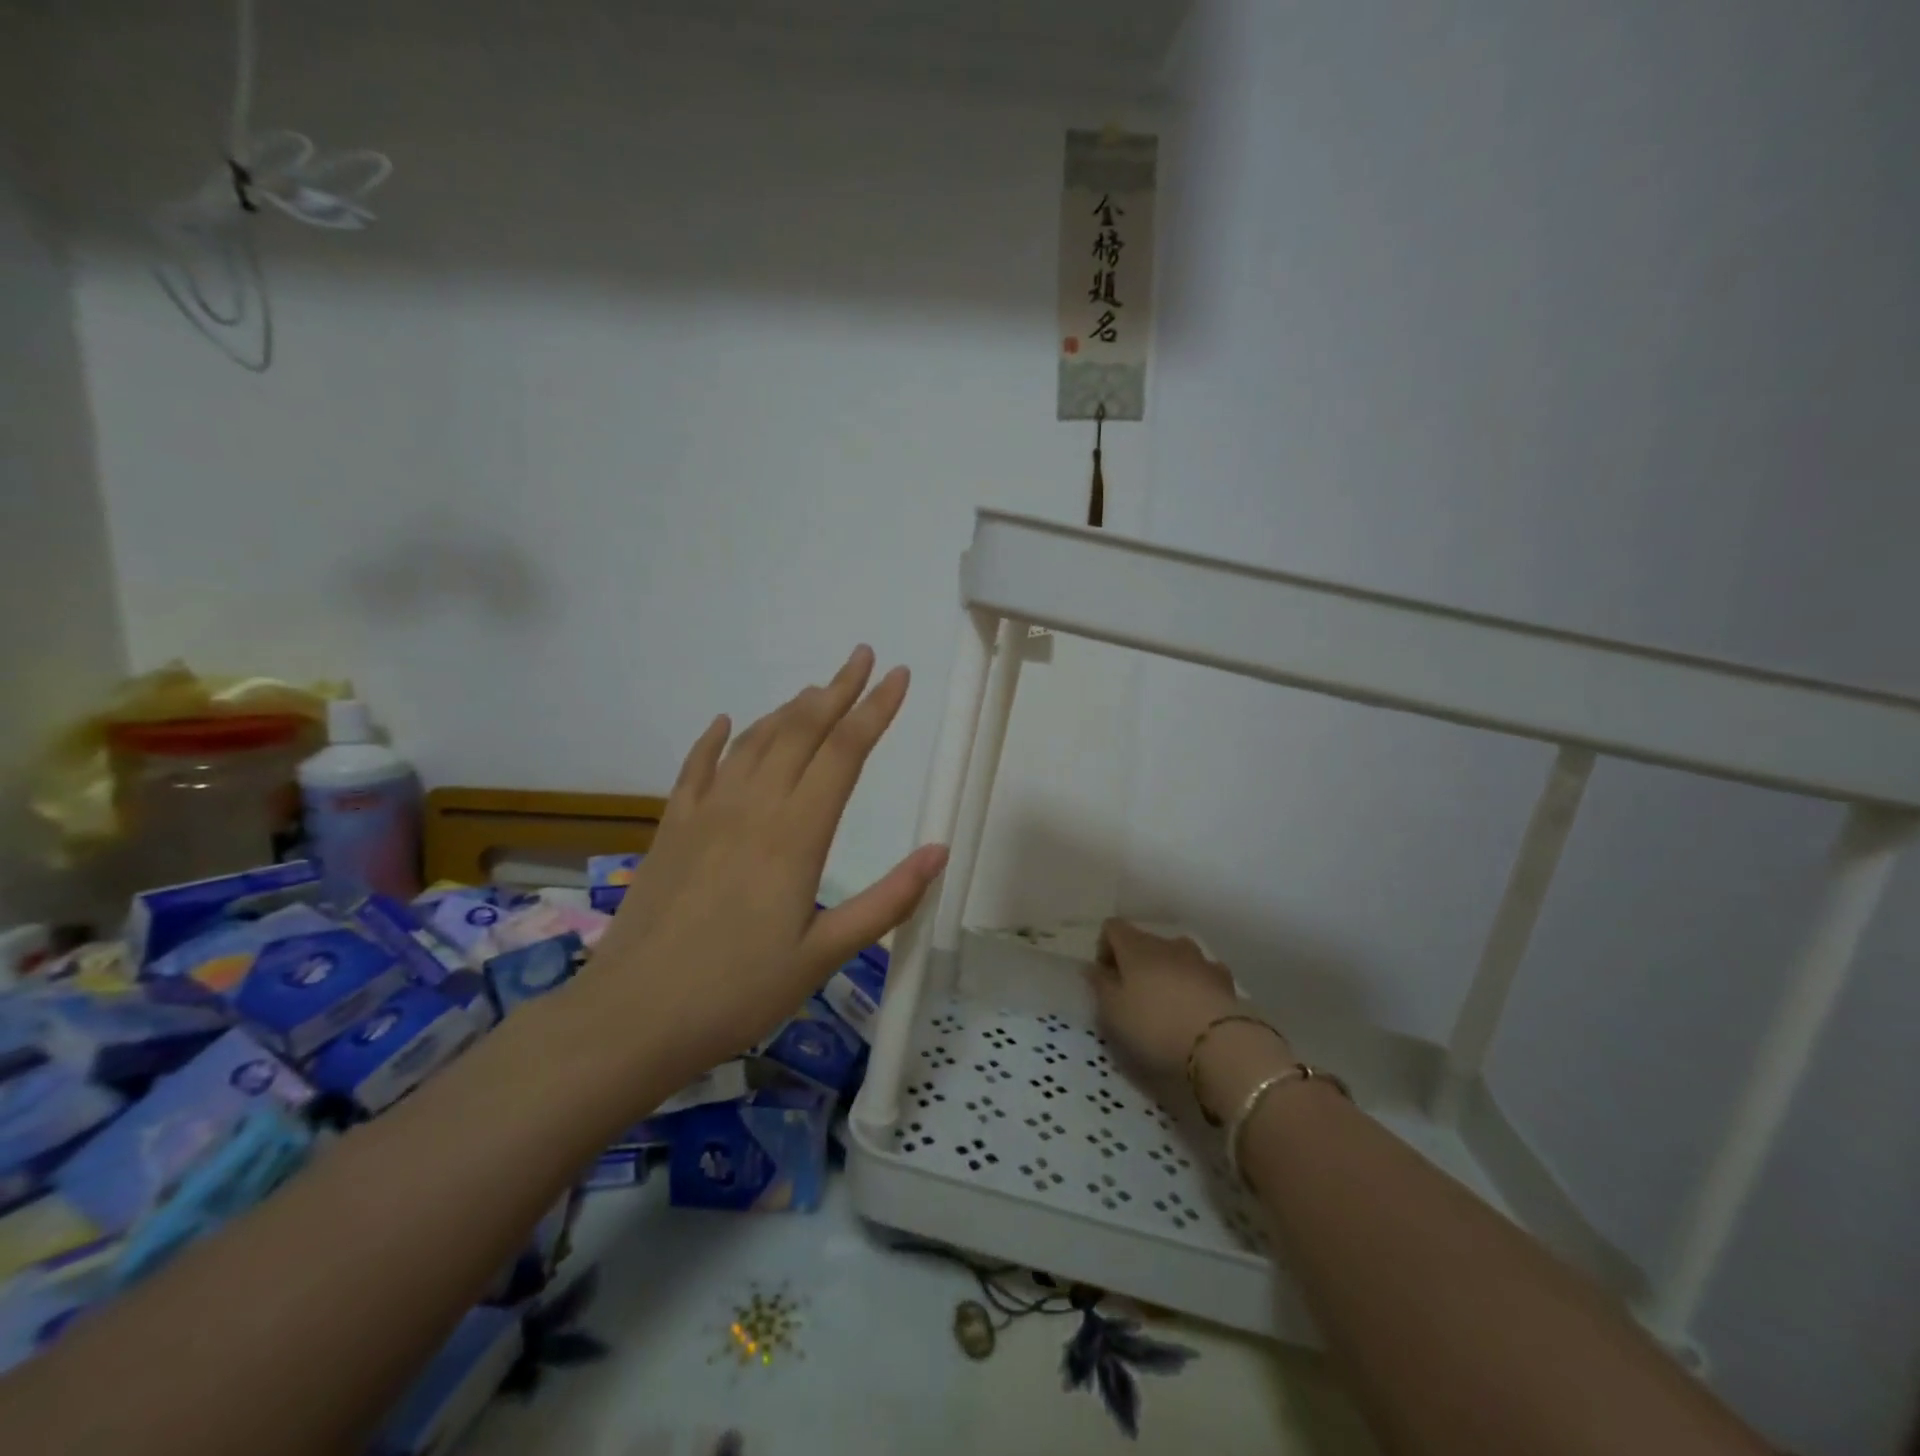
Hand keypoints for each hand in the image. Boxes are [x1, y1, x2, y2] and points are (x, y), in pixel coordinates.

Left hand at [586, 645, 947, 1081]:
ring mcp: (705, 813)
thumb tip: (940, 851)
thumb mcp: (824, 955)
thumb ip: (887, 901)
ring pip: (755, 741)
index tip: (898, 675)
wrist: (632, 1017)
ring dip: (789, 709)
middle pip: (801, 730)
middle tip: (862, 657)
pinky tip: (727, 722)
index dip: (876, 709)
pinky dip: (715, 739)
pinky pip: (697, 767)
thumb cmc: (737, 993)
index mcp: (795, 835)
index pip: (845, 753)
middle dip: (837, 689)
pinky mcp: (671, 829)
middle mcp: (752, 808)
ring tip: (816, 689)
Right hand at [1087, 920, 1245, 1079]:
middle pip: (1145, 941)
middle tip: (1133, 997)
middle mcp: (1167, 943)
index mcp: (1135, 946)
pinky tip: (1196, 1009)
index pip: (1112, 927)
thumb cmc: (1154, 1026)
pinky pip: (1202, 973)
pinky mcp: (1224, 980)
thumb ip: (1100, 985)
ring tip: (1167, 1004)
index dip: (1104, 948)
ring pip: (1175, 955)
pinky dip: (1195, 984)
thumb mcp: (1113, 1012)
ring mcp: (1199, 959)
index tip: (1105, 978)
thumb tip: (1092, 967)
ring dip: (1167, 971)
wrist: (1220, 1044)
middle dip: (1136, 962)